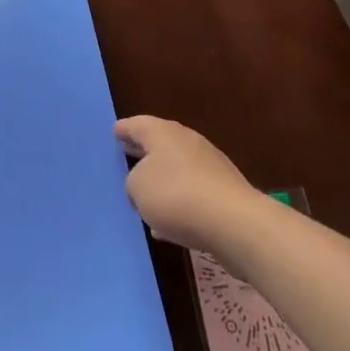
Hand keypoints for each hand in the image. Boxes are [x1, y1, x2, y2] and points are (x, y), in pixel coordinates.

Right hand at [117, 116, 258, 256]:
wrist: (235, 223)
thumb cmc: (176, 196)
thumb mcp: (137, 188)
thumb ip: (134, 182)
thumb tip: (145, 185)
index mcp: (163, 133)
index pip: (137, 125)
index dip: (123, 130)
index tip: (114, 132)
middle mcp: (187, 142)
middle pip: (159, 143)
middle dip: (142, 151)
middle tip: (126, 155)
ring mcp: (209, 166)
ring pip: (177, 169)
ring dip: (161, 180)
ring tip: (144, 195)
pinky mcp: (223, 192)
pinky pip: (192, 194)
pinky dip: (178, 203)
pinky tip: (167, 225)